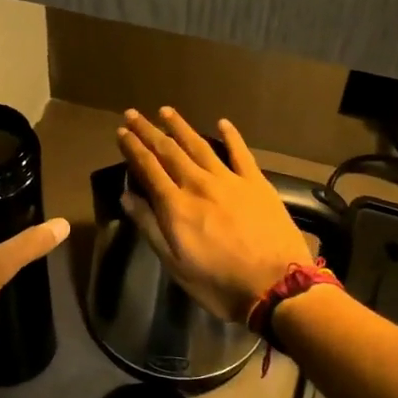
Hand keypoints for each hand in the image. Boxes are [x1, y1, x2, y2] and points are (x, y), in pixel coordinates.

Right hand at [117, 109, 313, 324]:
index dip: (133, 148)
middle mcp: (199, 184)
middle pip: (169, 151)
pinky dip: (230, 136)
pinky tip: (222, 123)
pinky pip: (240, 152)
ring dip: (180, 127)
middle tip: (133, 113)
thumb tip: (127, 197)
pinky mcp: (256, 183)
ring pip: (199, 145)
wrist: (277, 286)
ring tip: (166, 111)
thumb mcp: (175, 263)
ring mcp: (229, 180)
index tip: (121, 131)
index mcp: (176, 205)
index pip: (148, 168)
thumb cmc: (219, 283)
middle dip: (149, 131)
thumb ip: (150, 227)